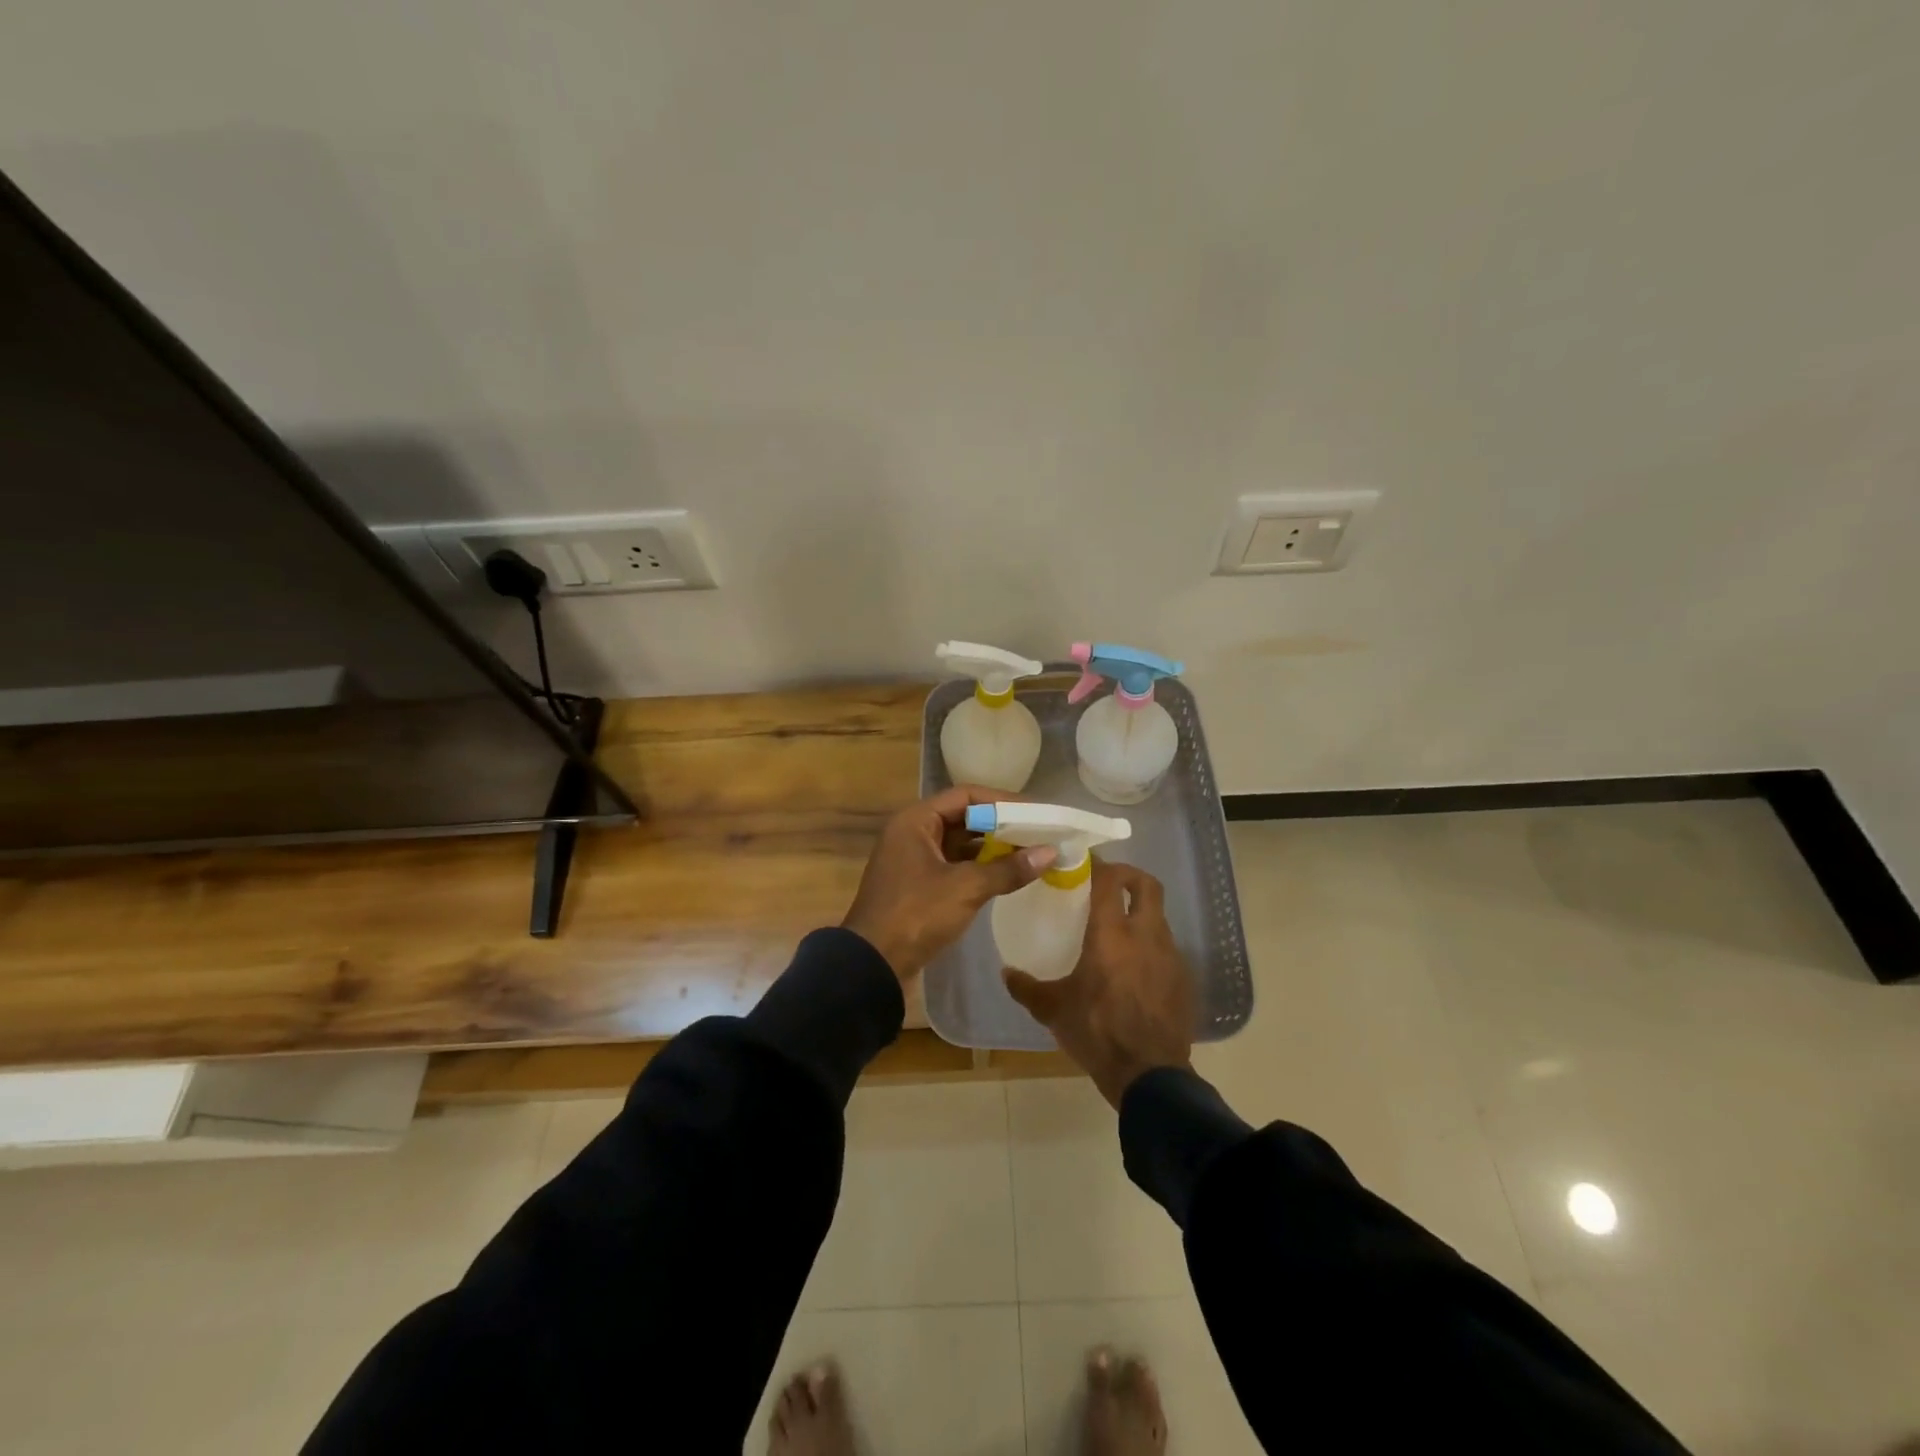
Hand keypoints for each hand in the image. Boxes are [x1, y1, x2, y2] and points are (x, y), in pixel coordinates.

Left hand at [841, 786, 1057, 980]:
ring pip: (961, 844)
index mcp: (915, 821)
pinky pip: (955, 865)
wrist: (872, 965)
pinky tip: (1008, 875)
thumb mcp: (965, 888)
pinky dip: (980, 868)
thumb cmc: (916, 914)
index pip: (966, 795)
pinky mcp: (919, 885)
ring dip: (993, 847)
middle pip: (964, 818)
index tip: (1035, 811)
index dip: (1002, 801)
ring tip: (1031, 852)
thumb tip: (1050, 852)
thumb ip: (1008, 868)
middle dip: (1001, 825)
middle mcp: (913, 833)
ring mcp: (914, 860)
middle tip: (1039, 832)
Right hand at [1003, 860, 1194, 1107]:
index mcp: (1112, 933)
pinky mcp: (1183, 978)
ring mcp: (1170, 956)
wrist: (1149, 1074)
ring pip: (1159, 917)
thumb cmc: (1097, 1031)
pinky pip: (1167, 948)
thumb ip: (1026, 987)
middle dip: (1129, 876)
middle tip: (1108, 883)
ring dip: (1140, 913)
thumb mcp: (1053, 1010)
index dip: (1099, 865)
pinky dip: (1151, 945)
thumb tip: (1006, 973)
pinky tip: (1135, 967)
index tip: (1084, 864)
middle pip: (1147, 885)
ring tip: (1118, 930)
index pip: (1110, 880)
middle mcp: (1145, 935)